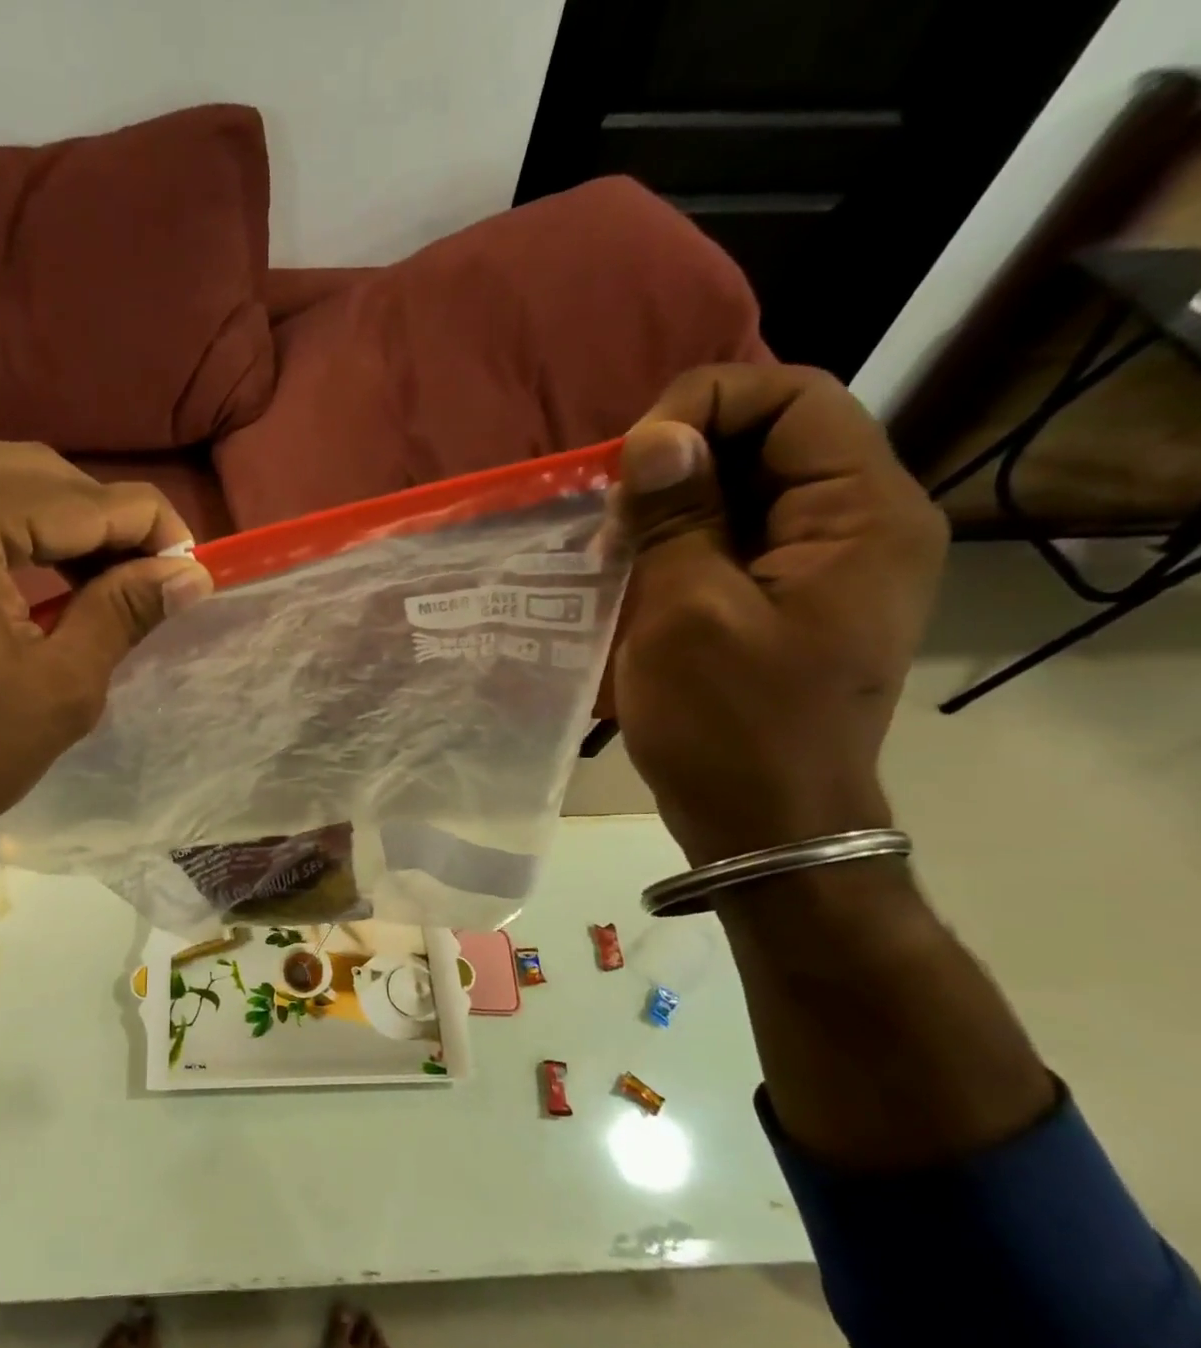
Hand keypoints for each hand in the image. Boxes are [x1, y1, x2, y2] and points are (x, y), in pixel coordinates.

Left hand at [0, 440, 213, 900]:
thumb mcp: (57, 691)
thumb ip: (125, 613)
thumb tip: (190, 574)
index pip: (88, 498)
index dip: (155, 532)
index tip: (193, 573)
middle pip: (42, 476)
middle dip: (105, 528)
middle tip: (145, 588)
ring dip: (57, 527)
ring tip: (95, 588)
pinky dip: (2, 529)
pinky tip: (29, 578)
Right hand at [611, 365, 947, 863]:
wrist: (764, 826)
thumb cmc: (727, 725)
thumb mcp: (685, 612)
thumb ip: (675, 515)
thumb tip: (655, 437)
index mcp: (861, 515)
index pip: (793, 398)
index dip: (704, 406)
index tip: (630, 462)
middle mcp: (858, 526)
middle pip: (768, 442)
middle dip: (678, 463)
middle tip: (612, 517)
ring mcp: (822, 568)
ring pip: (741, 494)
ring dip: (669, 509)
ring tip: (611, 551)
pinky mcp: (786, 602)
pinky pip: (731, 543)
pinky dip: (675, 547)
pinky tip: (629, 576)